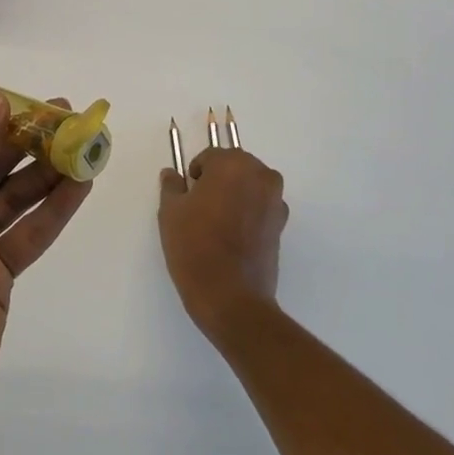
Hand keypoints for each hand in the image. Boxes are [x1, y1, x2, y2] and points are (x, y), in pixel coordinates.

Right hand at [158, 147, 288, 344]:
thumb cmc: (195, 246)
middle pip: (235, 167)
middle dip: (219, 180)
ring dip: (236, 195)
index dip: (196, 174)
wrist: (231, 297)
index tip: (187, 194)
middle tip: (200, 206)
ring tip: (217, 222)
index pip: (211, 157)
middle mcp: (260, 175)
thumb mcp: (171, 213)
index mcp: (232, 164)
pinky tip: (233, 236)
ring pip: (251, 186)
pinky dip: (249, 213)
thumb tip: (171, 174)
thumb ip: (172, 186)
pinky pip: (261, 207)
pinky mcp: (282, 225)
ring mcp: (275, 200)